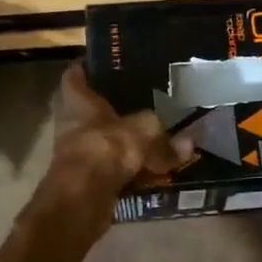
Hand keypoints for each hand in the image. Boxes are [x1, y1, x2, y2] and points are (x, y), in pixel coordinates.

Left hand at [38, 63, 188, 212]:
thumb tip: (189, 142)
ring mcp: (78, 153)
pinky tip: (153, 172)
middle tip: (141, 101)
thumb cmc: (107, 148)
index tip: (106, 63)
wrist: (83, 198)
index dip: (88, 67)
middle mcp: (73, 124)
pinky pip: (113, 170)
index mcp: (78, 101)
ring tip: (154, 137)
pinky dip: (130, 171)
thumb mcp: (145, 130)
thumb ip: (166, 136)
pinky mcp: (87, 180)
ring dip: (124, 143)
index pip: (75, 75)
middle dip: (114, 109)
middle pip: (91, 111)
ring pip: (105, 142)